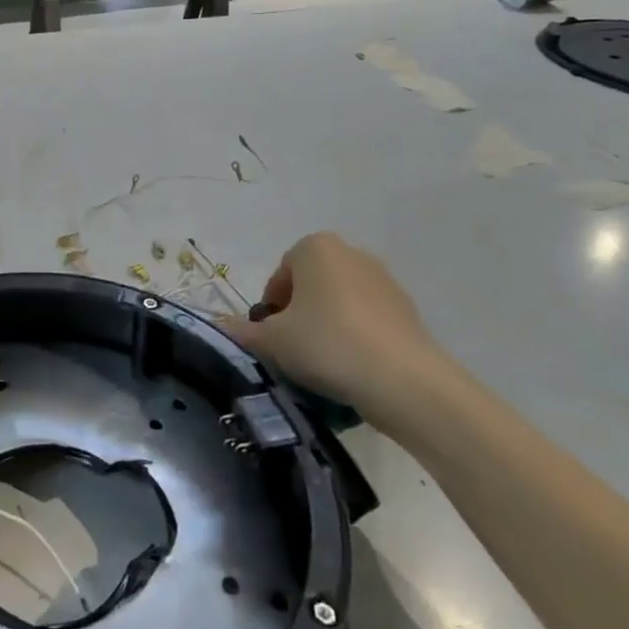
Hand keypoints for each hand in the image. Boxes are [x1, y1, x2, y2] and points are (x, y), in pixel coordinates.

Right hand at [221, 233, 457, 425]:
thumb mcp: (271, 340)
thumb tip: (220, 328)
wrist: (403, 380)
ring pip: (339, 304)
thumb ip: (243, 332)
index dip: (270, 307)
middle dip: (298, 314)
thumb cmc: (326, 343)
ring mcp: (385, 281)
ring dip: (326, 327)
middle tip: (292, 349)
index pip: (280, 275)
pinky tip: (351, 369)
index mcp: (315, 247)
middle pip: (311, 286)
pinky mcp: (408, 311)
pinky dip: (355, 338)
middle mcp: (352, 254)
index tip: (270, 336)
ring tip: (322, 364)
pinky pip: (367, 321)